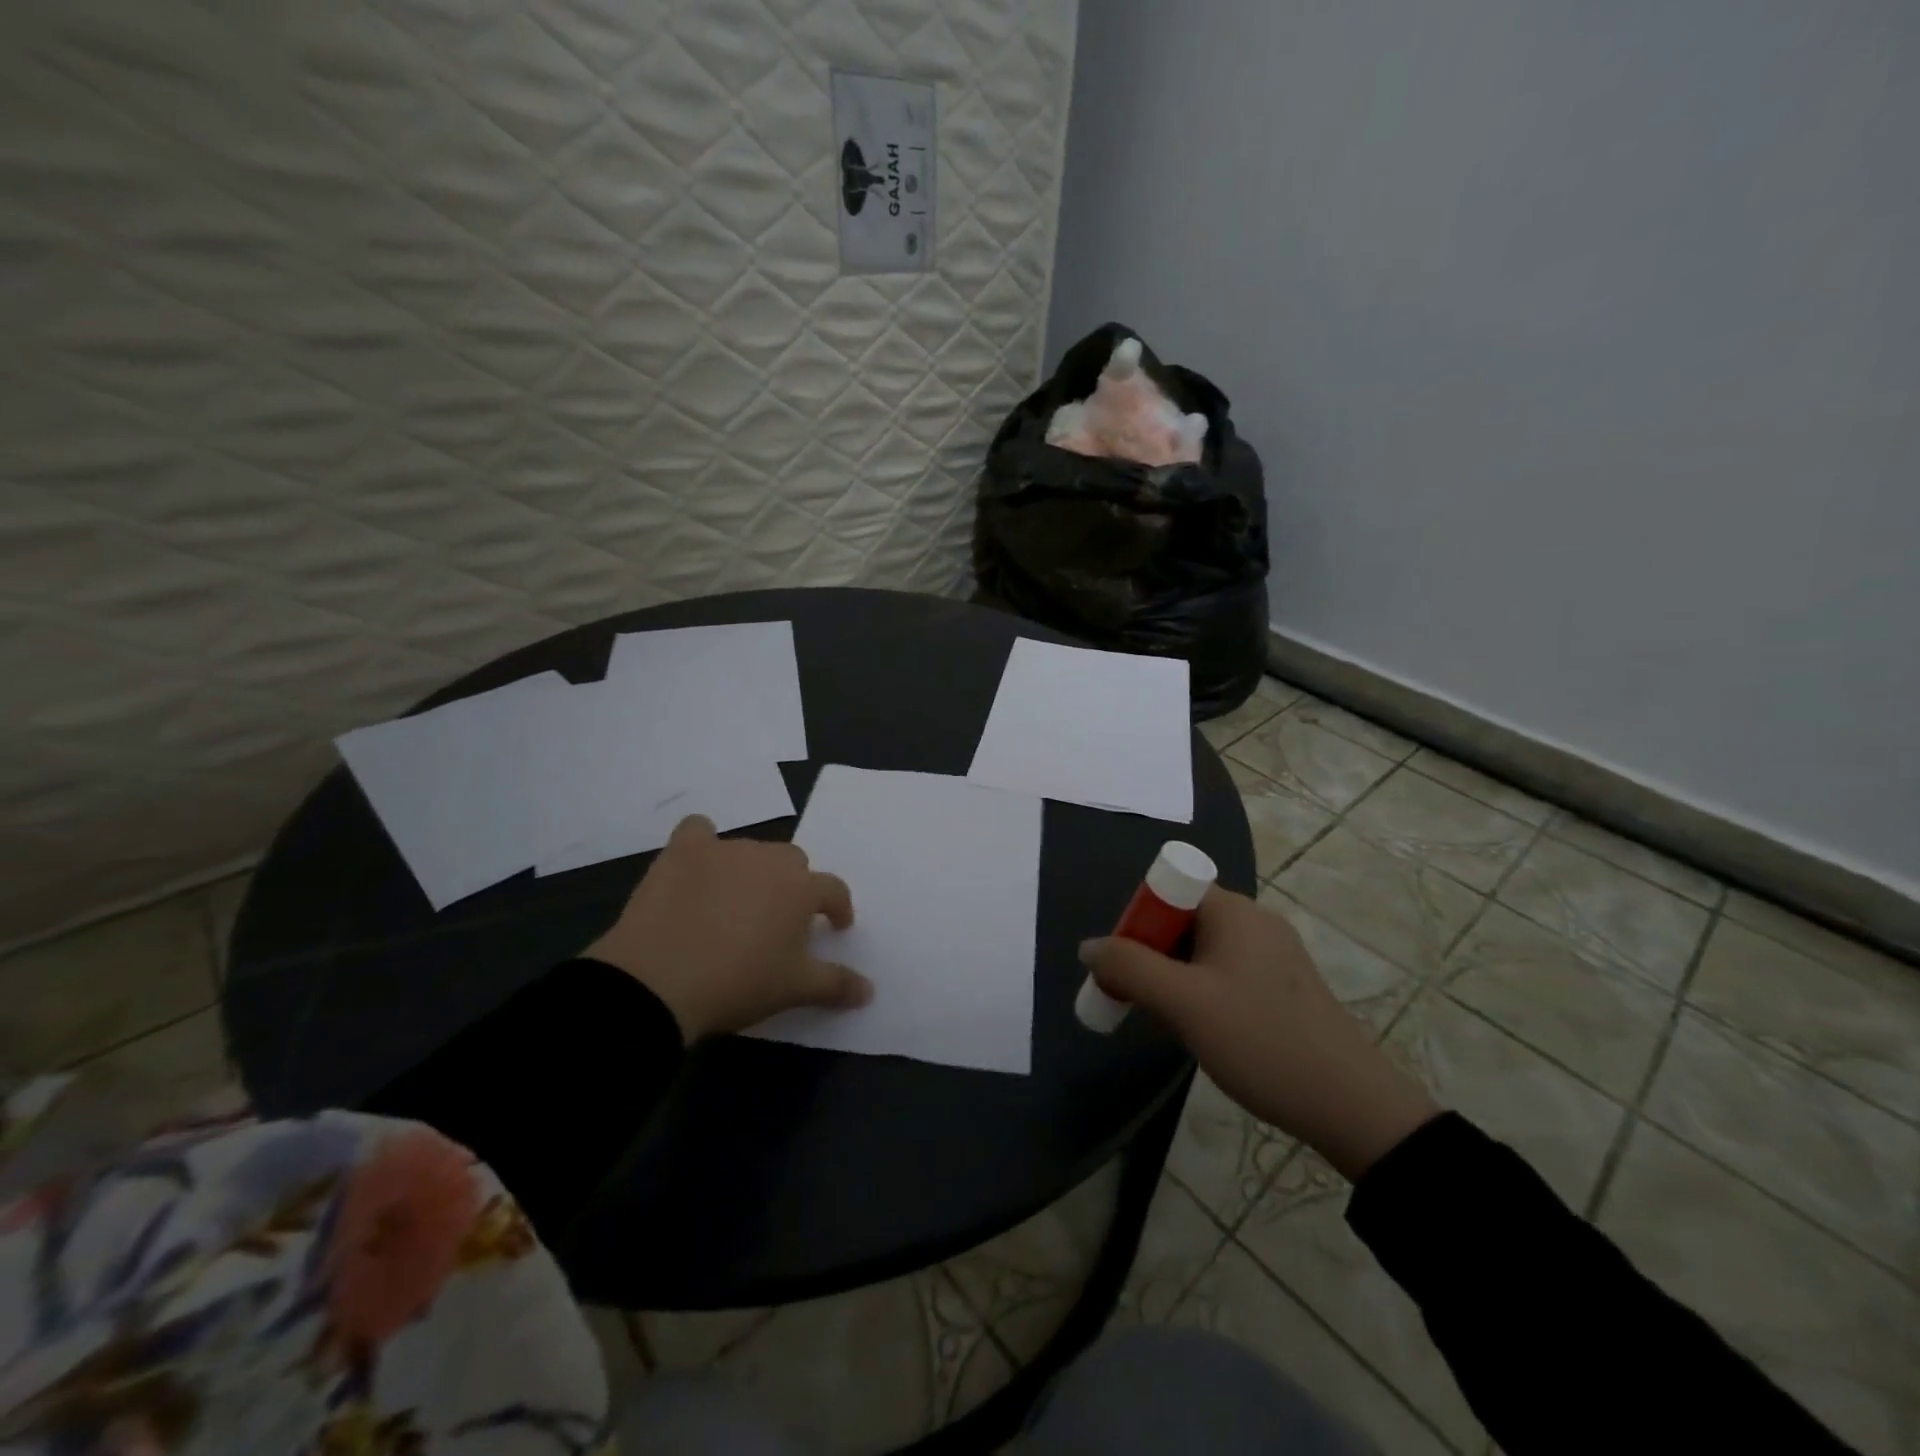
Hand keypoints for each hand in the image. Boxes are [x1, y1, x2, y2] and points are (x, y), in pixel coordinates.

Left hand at [584, 815, 871, 1042]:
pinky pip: (698, 830)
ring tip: (736, 904)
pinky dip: (702, 842)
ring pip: (750, 850)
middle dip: (793, 885)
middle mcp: (768, 859)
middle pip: (793, 861)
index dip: (838, 908)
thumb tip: (869, 990)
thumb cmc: (739, 982)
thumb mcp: (795, 989)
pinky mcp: (683, 851)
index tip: (835, 926)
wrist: (659, 981)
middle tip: (779, 920)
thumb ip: (837, 984)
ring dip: (752, 871)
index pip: (833, 889)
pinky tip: (697, 862)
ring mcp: (724, 851)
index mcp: (801, 888)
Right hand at [1080, 888, 1437, 1180]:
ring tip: (1169, 1025)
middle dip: (1150, 957)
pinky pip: (1225, 973)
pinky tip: (1202, 1032)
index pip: (1166, 892)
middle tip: (1139, 1002)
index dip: (1136, 923)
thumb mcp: (1182, 1003)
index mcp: (1232, 910)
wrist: (1350, 1106)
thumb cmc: (1259, 1040)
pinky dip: (1201, 993)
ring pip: (1200, 952)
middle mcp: (1253, 920)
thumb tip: (1088, 947)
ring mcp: (1272, 953)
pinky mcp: (1283, 985)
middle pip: (1180, 921)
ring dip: (1173, 980)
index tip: (1125, 968)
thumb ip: (1128, 967)